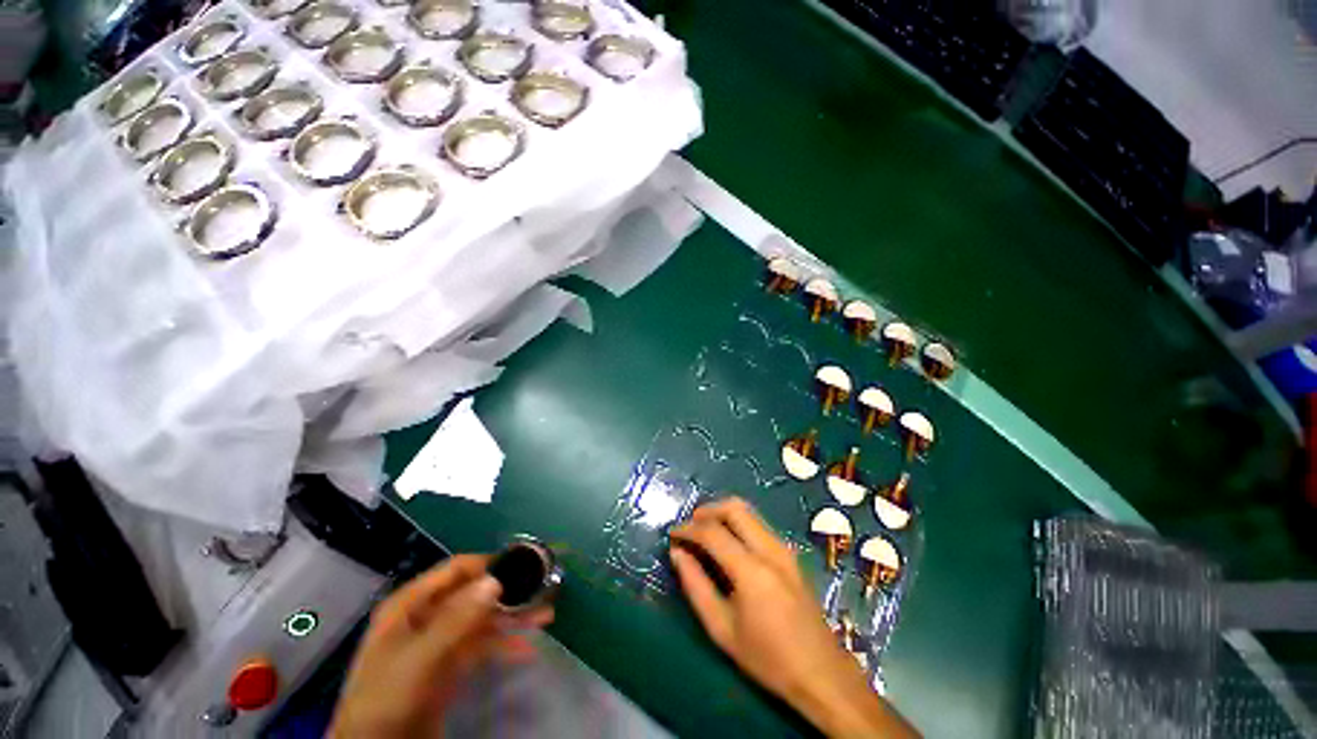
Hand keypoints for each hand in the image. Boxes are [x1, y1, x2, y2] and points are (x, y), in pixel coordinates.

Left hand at [329, 555, 552, 737]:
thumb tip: (495, 580)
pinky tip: (527, 649)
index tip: (523, 564)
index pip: (457, 570)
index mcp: (412, 604)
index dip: (488, 564)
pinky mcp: (449, 665)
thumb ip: (456, 619)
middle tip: (541, 591)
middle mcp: (428, 616)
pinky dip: (504, 645)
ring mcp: (440, 641)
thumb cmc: (387, 695)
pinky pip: (482, 646)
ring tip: (545, 616)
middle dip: (508, 593)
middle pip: (474, 594)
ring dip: (512, 618)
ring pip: (482, 620)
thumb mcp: (419, 657)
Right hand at [669, 498, 918, 738]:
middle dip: (707, 510)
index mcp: (752, 571)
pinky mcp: (790, 553)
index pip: (713, 532)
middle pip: (734, 507)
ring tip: (704, 533)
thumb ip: (695, 586)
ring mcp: (784, 548)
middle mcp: (770, 549)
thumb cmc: (767, 658)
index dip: (688, 528)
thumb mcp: (722, 629)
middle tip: (690, 527)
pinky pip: (758, 524)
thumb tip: (677, 553)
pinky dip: (737, 523)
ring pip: (748, 511)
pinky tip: (727, 543)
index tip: (672, 534)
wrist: (822, 673)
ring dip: (722, 514)